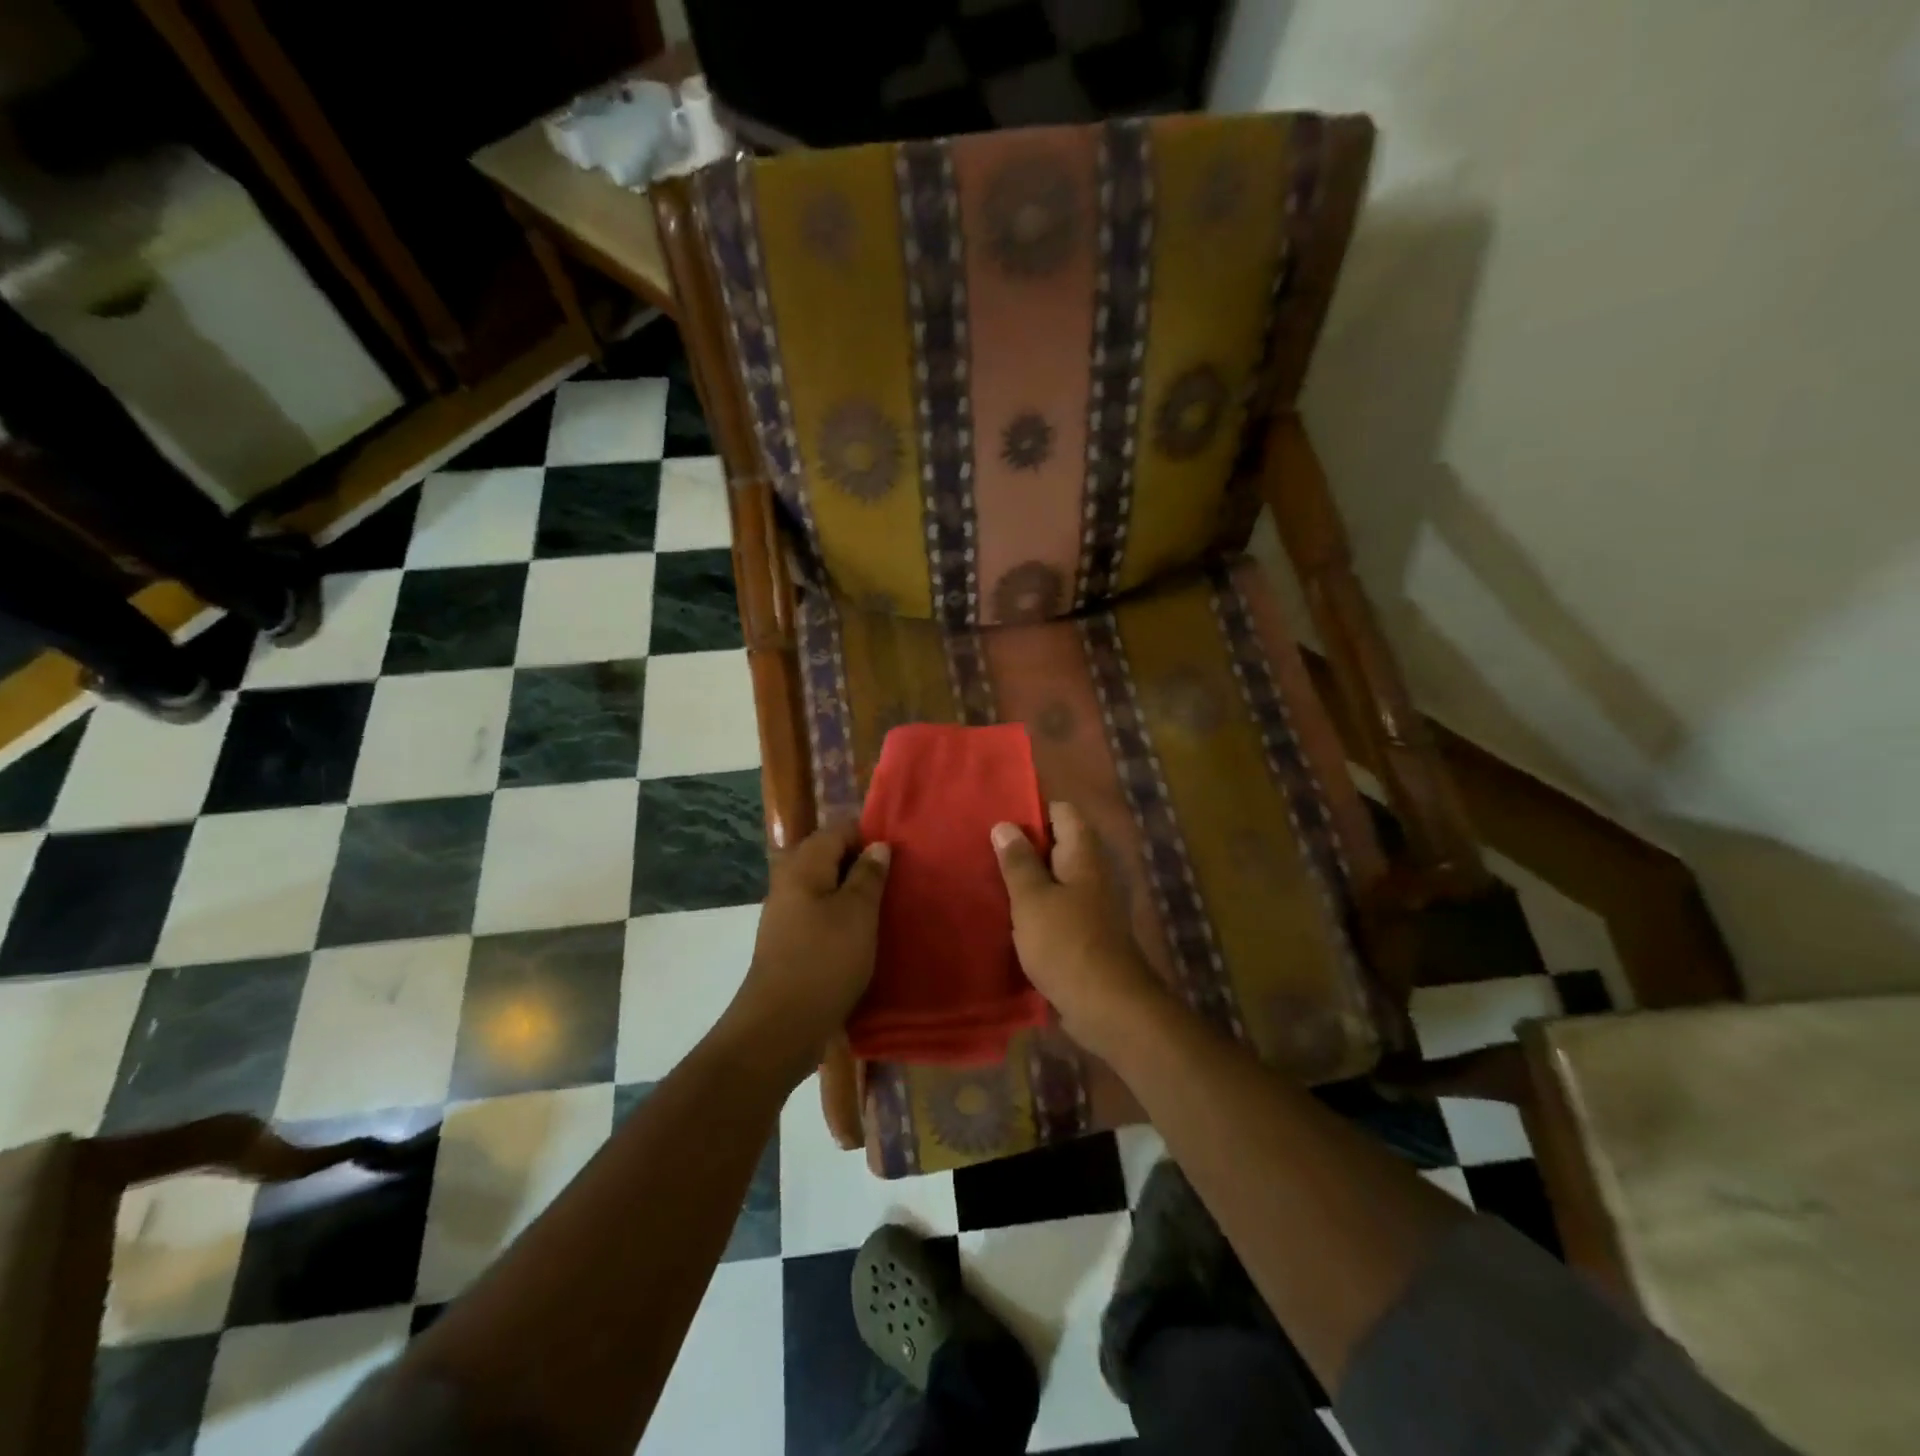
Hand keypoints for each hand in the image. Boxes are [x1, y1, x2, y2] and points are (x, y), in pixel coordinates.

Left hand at [722, 819, 889, 1077]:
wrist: (780, 1026)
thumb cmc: (825, 960)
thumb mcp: (858, 913)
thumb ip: (868, 875)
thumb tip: (877, 846)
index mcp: (803, 866)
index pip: (838, 830)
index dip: (869, 837)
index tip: (897, 858)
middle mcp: (788, 882)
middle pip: (828, 856)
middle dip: (861, 864)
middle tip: (894, 883)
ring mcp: (785, 913)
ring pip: (824, 886)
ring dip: (852, 893)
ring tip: (883, 909)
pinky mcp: (788, 941)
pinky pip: (818, 913)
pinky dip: (840, 916)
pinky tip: (861, 935)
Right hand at [992, 802, 1166, 1054]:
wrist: (1108, 1006)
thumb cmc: (1066, 944)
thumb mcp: (1032, 899)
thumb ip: (1018, 862)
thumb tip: (1005, 824)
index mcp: (1083, 855)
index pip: (1062, 812)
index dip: (1032, 810)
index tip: (999, 818)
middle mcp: (1092, 873)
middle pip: (1058, 845)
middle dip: (1024, 846)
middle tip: (984, 848)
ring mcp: (1092, 904)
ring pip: (1056, 878)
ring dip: (1028, 879)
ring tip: (989, 878)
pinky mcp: (1086, 933)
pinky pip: (1057, 907)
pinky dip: (1036, 907)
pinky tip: (1009, 915)